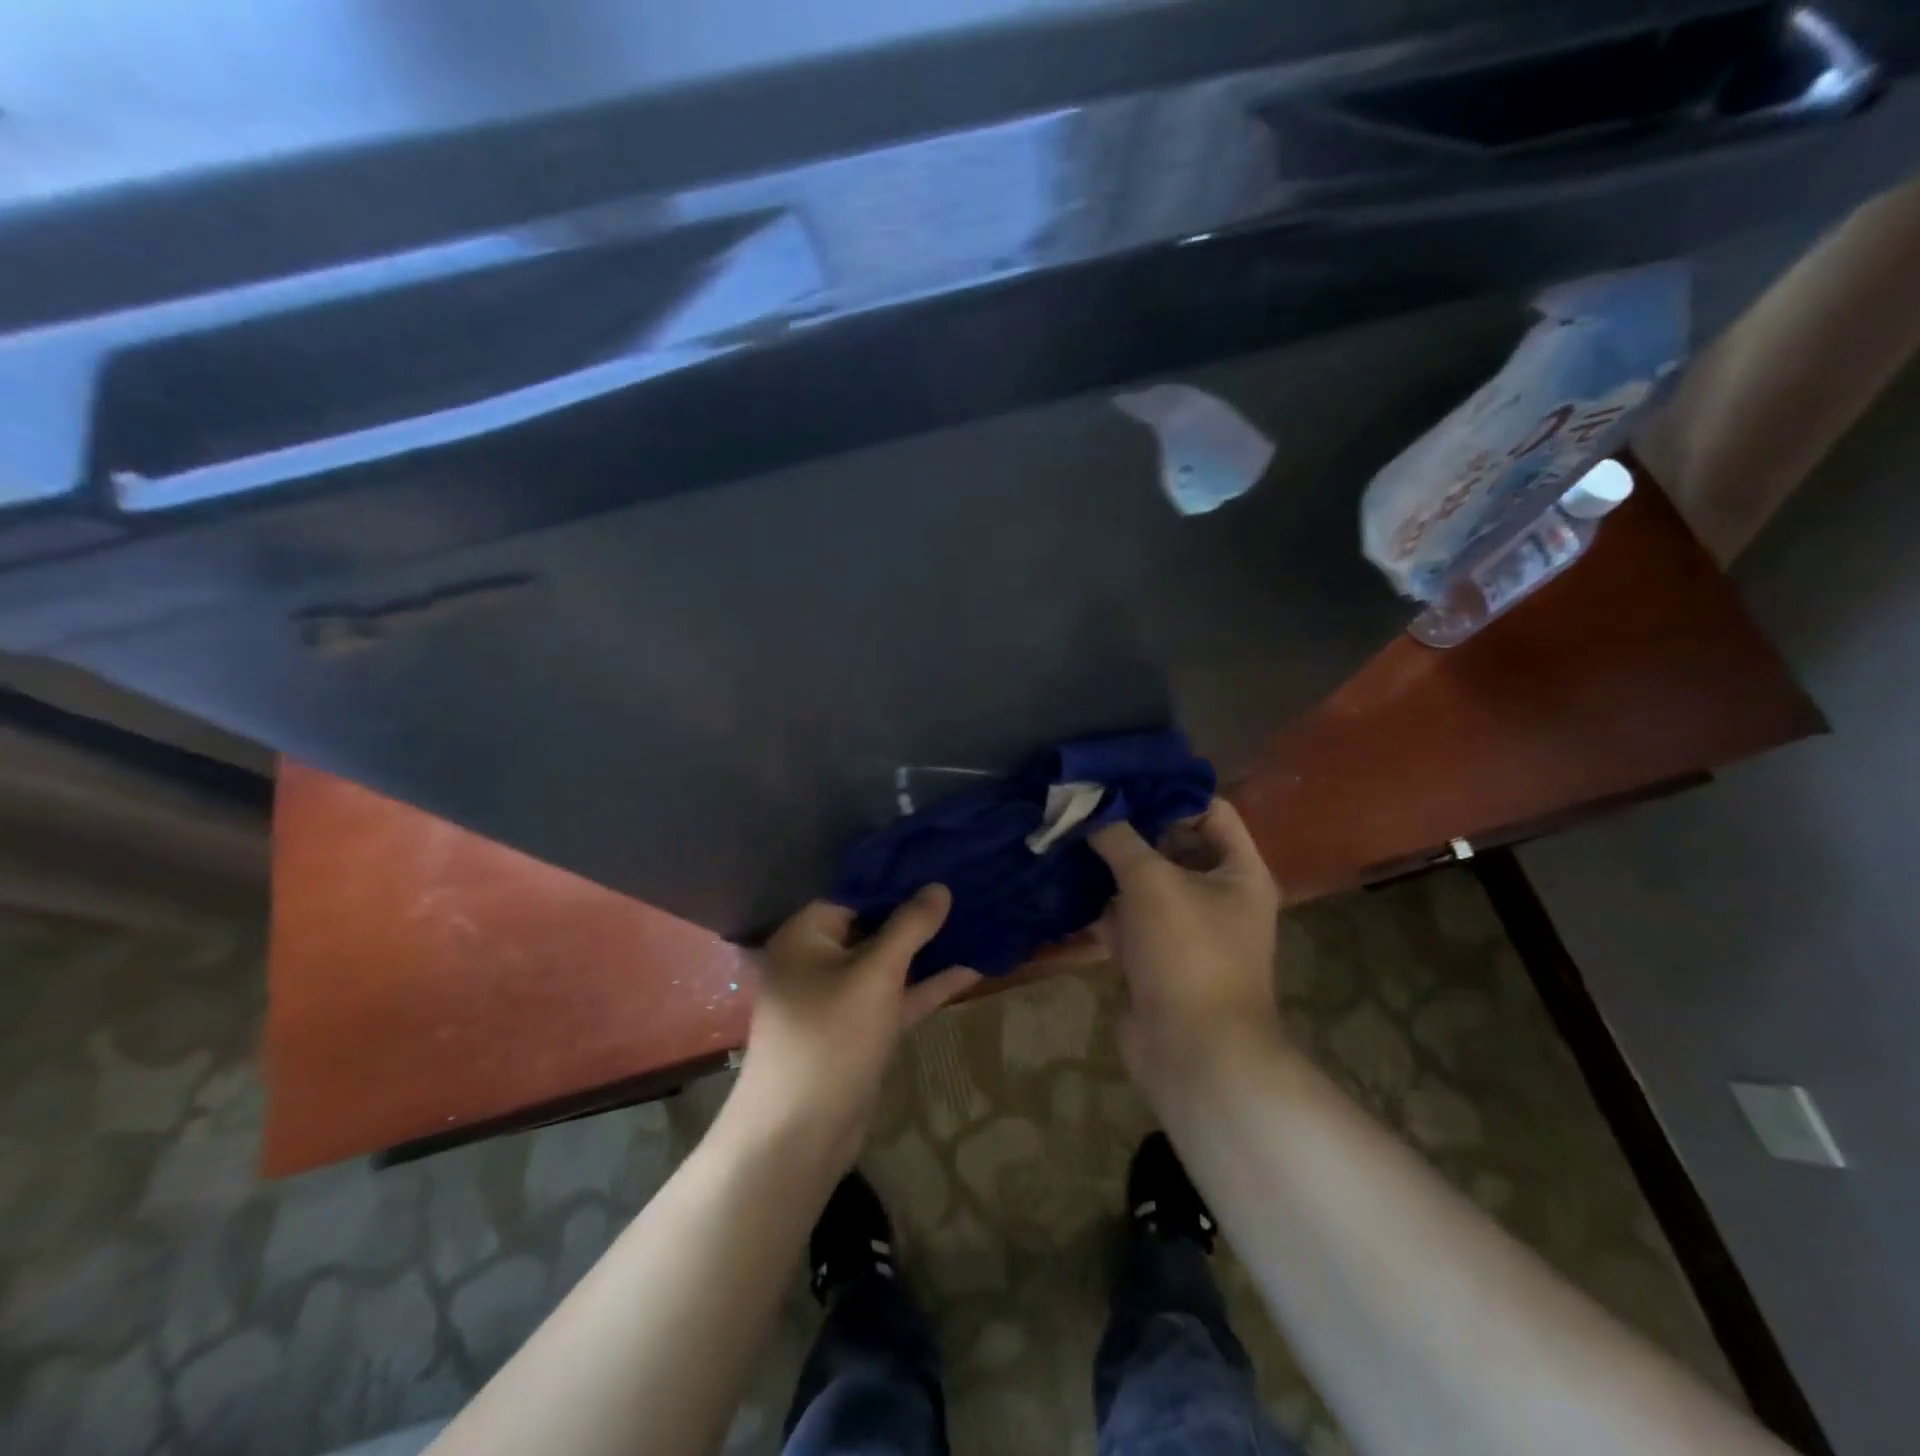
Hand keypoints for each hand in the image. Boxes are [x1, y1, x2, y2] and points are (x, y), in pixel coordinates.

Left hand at [729, 886, 979, 1173]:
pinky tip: (971, 969)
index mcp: (807, 936)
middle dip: (918, 913)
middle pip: (874, 925)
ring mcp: (840, 998)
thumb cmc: (831, 1037)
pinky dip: (926, 985)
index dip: (897, 878)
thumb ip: (908, 928)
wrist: (799, 1135)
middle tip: (967, 887)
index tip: (940, 862)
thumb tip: (938, 887)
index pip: (855, 892)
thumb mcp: (875, 974)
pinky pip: (895, 996)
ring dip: (928, 950)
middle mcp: (819, 960)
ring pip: (888, 964)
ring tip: (975, 920)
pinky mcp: (860, 1030)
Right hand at [1090, 799, 1283, 1096]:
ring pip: (1146, 886)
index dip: (1170, 792)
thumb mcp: (1152, 881)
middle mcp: (1217, 896)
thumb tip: (1090, 809)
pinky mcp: (1157, 959)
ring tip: (1068, 838)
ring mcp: (1186, 930)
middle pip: (1173, 847)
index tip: (1122, 780)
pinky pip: (1130, 922)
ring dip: (1112, 869)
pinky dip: (1104, 910)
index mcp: (1238, 872)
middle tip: (1084, 806)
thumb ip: (1120, 838)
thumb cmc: (1187, 952)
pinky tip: (1068, 890)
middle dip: (1130, 830)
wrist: (1194, 1052)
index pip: (1210, 811)